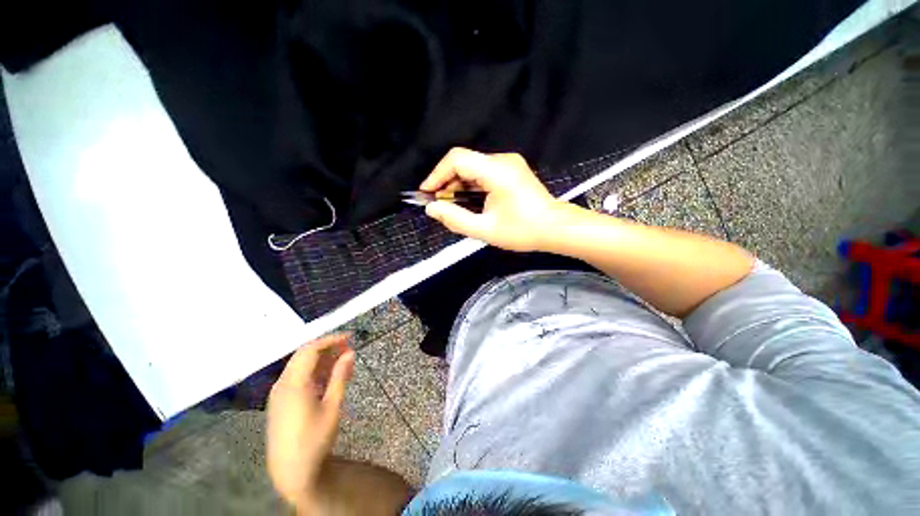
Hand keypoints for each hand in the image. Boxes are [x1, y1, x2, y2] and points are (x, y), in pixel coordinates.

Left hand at [267, 334, 354, 511]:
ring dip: (322, 361)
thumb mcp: (332, 406)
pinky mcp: (280, 402)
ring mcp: (279, 393)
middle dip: (327, 348)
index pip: (310, 349)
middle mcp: (283, 384)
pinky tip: (329, 379)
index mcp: (294, 383)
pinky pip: (297, 378)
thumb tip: (350, 353)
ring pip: (301, 366)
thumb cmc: (314, 438)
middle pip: (304, 355)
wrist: (291, 471)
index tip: (350, 338)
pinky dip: (314, 372)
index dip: (330, 340)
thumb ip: (340, 376)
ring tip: (344, 364)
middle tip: (349, 349)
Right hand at [420, 147, 562, 251]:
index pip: (457, 159)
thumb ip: (455, 219)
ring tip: (452, 206)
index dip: (437, 174)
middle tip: (439, 204)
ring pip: (473, 167)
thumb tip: (432, 209)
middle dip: (447, 182)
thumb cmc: (523, 231)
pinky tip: (468, 201)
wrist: (555, 228)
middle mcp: (503, 160)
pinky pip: (483, 172)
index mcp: (497, 171)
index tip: (428, 194)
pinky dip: (471, 185)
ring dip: (458, 184)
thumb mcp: (485, 230)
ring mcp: (509, 163)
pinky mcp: (511, 169)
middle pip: (464, 162)